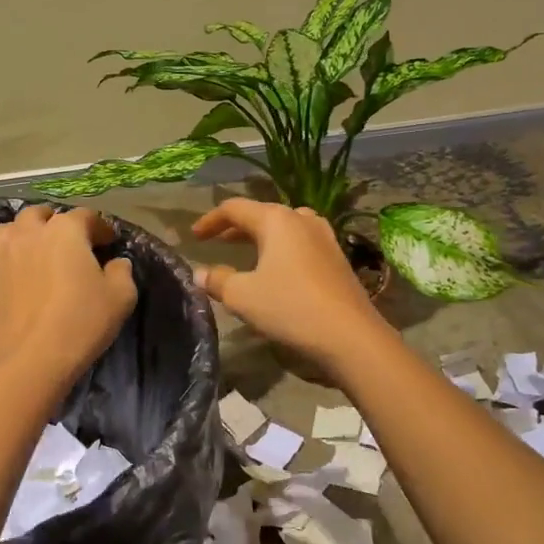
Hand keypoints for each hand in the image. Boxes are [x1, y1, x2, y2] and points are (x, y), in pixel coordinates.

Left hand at [0, 206, 136, 388]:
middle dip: (53, 221)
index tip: (108, 242)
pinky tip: (8, 284)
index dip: (99, 227)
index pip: (85, 216)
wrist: (29, 361)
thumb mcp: (121, 298)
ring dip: (20, 236)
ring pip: (5, 232)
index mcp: (65, 232)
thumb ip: (121, 272)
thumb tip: (116, 263)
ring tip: (31, 253)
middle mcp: (28, 235)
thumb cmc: (81, 323)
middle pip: (38, 215)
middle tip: (66, 240)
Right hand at [189, 199, 391, 371]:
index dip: (210, 220)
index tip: (193, 236)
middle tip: (216, 242)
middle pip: (262, 215)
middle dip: (236, 228)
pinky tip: (277, 271)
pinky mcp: (337, 258)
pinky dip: (281, 251)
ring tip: (247, 252)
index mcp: (276, 219)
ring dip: (262, 238)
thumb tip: (199, 273)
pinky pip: (301, 245)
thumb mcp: (243, 296)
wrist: (350, 335)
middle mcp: (302, 219)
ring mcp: (325, 237)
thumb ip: (218, 280)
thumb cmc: (290, 306)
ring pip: (285, 229)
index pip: (235, 208)